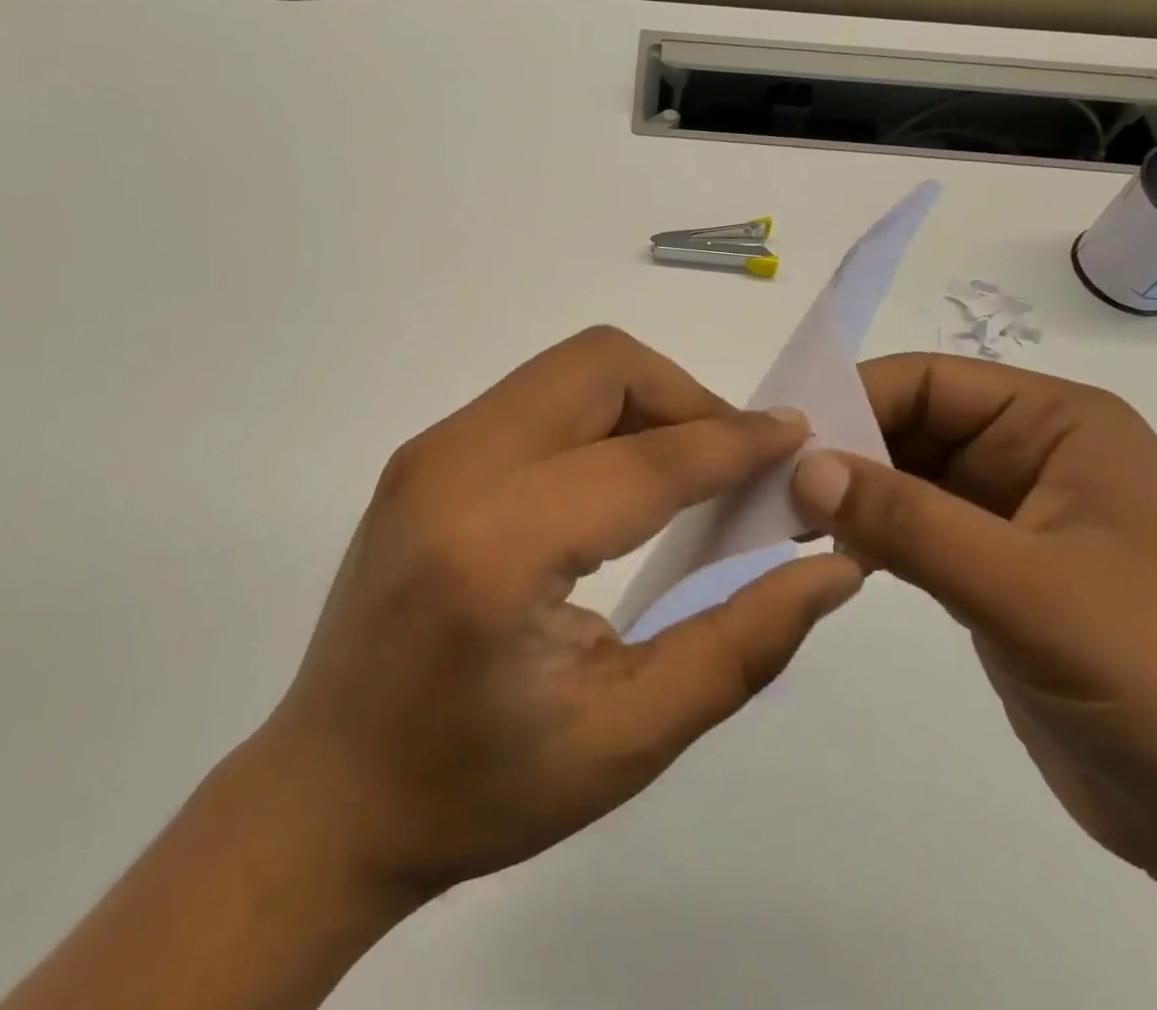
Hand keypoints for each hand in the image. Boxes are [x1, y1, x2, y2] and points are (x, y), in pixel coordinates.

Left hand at [260, 326, 864, 906]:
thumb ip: (741, 644)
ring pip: (569, 369)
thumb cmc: (475, 788)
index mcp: (497, 548)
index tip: (799, 437)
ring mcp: (429, 450)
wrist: (326, 792)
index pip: (646, 459)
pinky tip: (617, 481)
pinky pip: (536, 395)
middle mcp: (454, 468)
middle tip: (735, 464)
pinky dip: (598, 415)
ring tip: (685, 471)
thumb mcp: (627, 739)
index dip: (735, 441)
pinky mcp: (424, 453)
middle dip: (686, 396)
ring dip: (644, 400)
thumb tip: (830, 565)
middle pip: (601, 365)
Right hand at [788, 353, 1156, 877]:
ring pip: (904, 478)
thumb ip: (910, 522)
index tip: (781, 445)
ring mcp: (1010, 513)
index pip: (929, 381)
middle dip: (842, 452)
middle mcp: (1032, 452)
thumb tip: (803, 468)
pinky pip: (913, 529)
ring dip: (848, 495)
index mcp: (1058, 423)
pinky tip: (827, 554)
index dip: (852, 400)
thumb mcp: (1029, 591)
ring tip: (782, 521)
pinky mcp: (992, 569)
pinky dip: (868, 535)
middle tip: (768, 489)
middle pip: (910, 424)